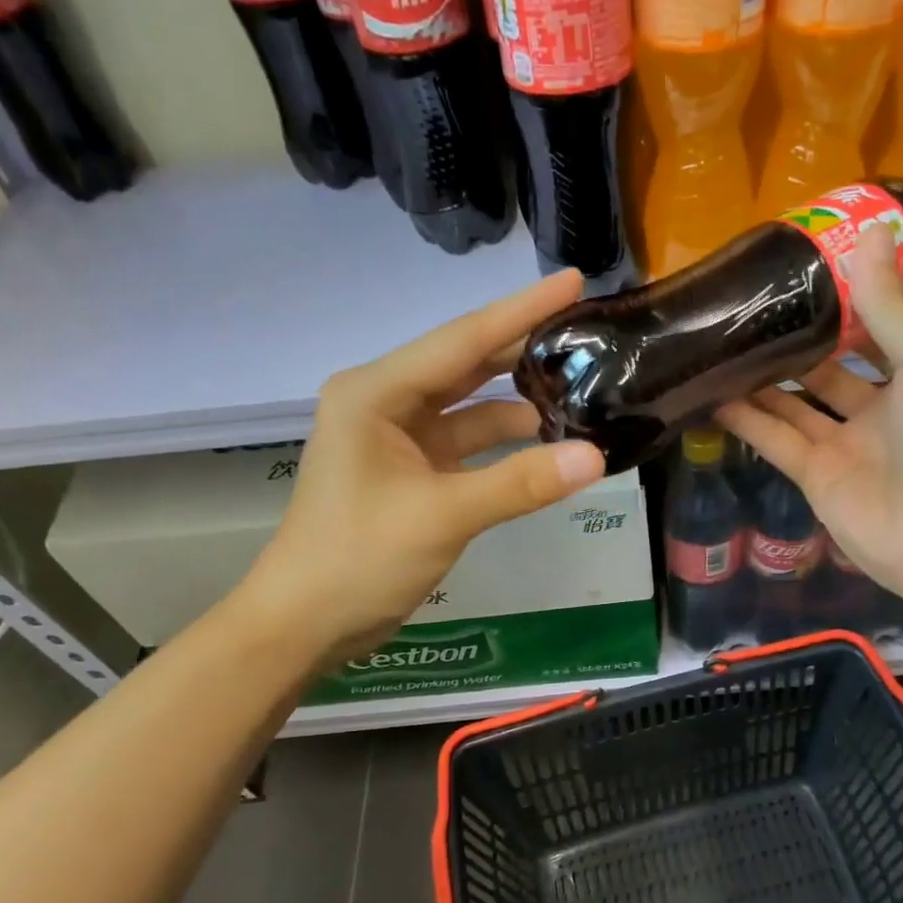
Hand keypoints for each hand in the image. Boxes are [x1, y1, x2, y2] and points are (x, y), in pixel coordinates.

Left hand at [237, 271, 604, 670]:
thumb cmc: (359, 559)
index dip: (521, 311)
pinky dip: (504, 444)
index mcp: (376, 393)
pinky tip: (547, 441)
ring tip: (581, 389)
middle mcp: (386, 403)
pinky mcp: (412, 472)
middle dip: (523, 350)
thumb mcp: (443, 516)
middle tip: (587, 334)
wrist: (306, 622)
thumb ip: (520, 484)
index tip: (573, 280)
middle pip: (467, 365)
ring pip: (470, 407)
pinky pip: (467, 444)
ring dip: (519, 402)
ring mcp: (399, 439)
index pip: (462, 340)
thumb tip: (596, 457)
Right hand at [715, 225, 902, 627]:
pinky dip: (747, 422)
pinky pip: (776, 442)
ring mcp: (842, 449)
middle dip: (790, 348)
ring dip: (758, 382)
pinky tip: (713, 395)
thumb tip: (869, 232)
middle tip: (744, 313)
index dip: (838, 312)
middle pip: (823, 374)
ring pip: (792, 408)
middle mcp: (876, 414)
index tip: (799, 279)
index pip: (869, 338)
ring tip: (718, 347)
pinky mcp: (814, 480)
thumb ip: (888, 306)